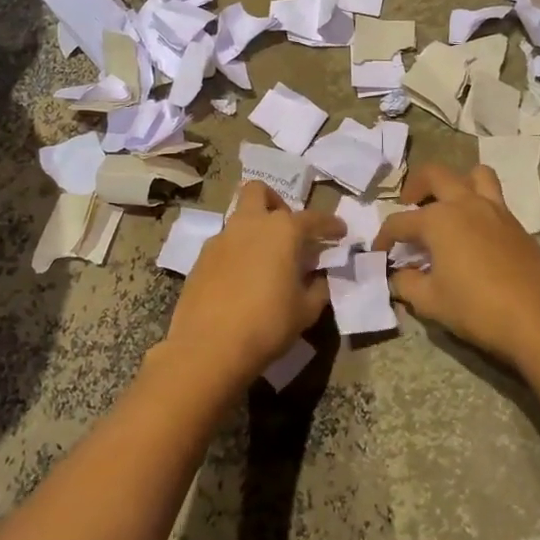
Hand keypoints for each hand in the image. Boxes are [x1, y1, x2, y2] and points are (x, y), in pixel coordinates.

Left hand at [160, 182, 344, 392]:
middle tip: (287, 231)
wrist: (209, 347)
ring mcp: (221, 239)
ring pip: (239, 218)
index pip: (313, 218)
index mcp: (283, 231)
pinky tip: (242, 279)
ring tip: (266, 259)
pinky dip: (237, 252)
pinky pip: (224, 244)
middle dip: (275, 202)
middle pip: (259, 192)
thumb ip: (317, 287)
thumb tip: (317, 276)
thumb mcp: (306, 310)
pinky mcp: (200, 259)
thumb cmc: (268, 324)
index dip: (330, 225)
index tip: (340, 232)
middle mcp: (250, 224)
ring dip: (254, 228)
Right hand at [374, 164, 539, 371]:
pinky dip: (478, 204)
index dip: (384, 237)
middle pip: (435, 175)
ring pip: (474, 175)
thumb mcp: (431, 302)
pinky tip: (473, 234)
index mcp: (439, 219)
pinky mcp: (517, 224)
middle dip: (415, 187)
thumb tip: (398, 276)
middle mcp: (466, 204)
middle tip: (408, 206)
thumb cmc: (477, 308)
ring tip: (447, 206)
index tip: (379, 253)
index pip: (400, 222)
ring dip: (456, 183)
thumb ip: (407, 284)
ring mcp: (496, 210)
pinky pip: (494, 198)